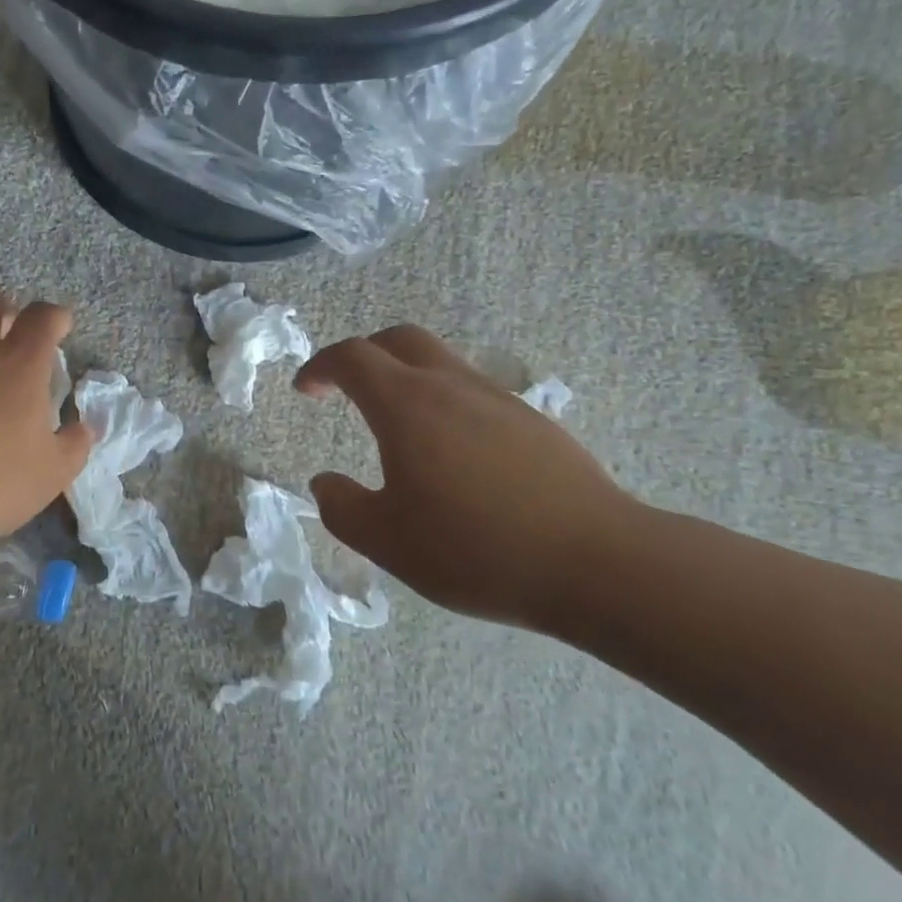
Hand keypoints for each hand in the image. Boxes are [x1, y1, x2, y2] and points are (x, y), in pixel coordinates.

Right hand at [294, 325, 640, 628]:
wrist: (595, 562)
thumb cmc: (476, 549)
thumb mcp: (387, 541)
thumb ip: (342, 508)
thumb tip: (324, 484)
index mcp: (408, 405)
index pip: (353, 357)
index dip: (320, 365)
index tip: (306, 390)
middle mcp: (452, 387)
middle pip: (400, 339)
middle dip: (364, 354)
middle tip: (346, 387)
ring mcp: (499, 400)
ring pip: (442, 363)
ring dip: (407, 378)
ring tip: (399, 428)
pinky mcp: (534, 423)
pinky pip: (475, 393)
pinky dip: (445, 403)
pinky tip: (454, 455)